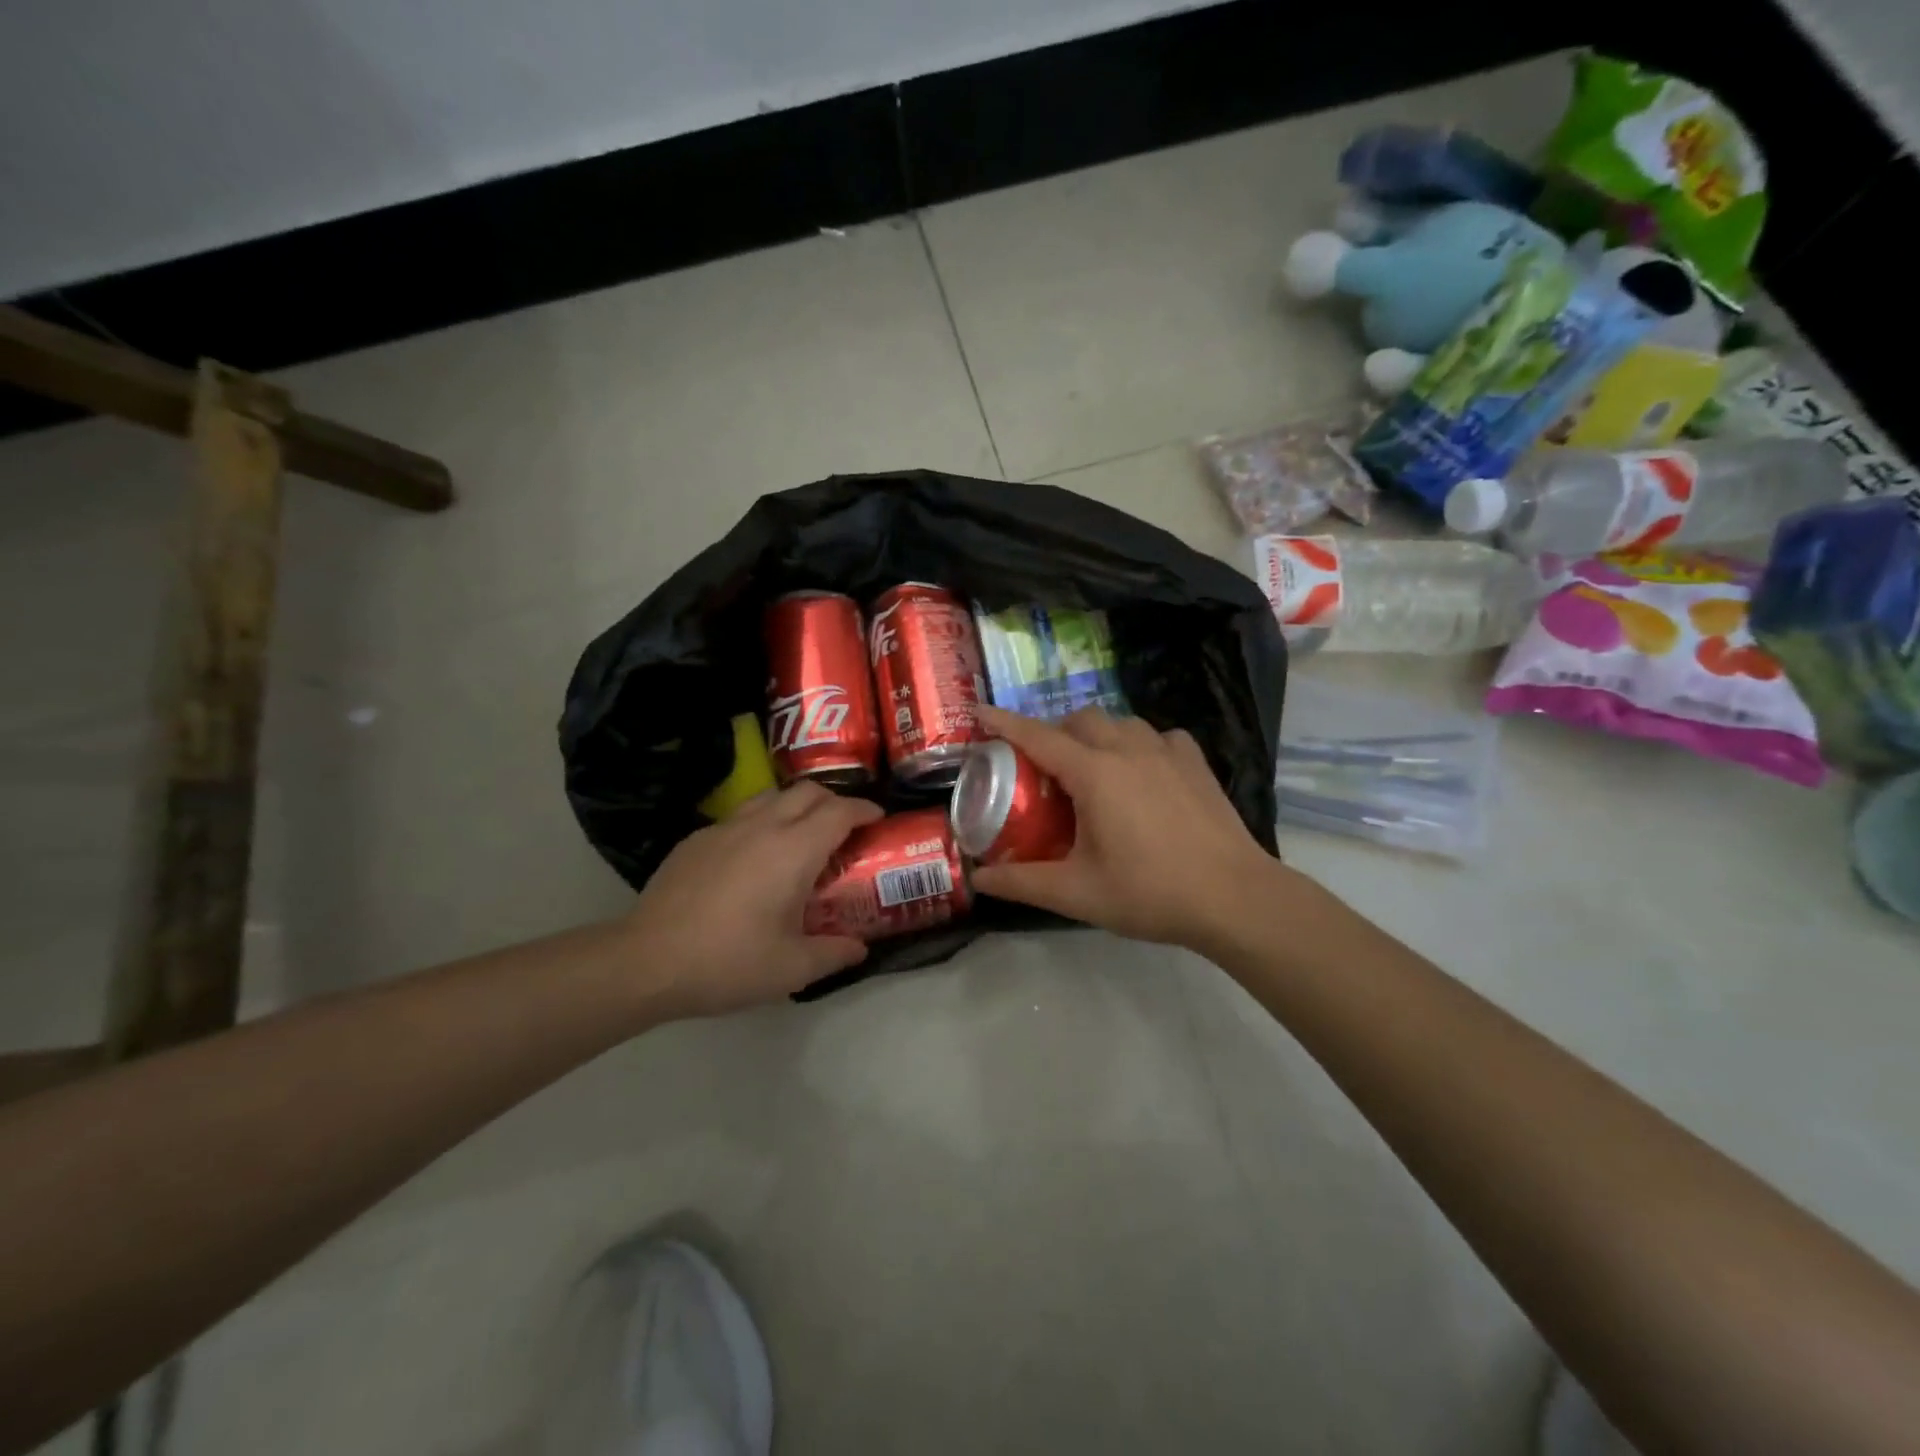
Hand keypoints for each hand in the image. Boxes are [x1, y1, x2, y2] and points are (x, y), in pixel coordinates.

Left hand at [625, 783, 883, 1016]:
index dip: (864, 809)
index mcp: (793, 850)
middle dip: (834, 800)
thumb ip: (834, 953)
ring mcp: (725, 828)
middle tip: (845, 827)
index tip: (878, 818)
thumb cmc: (728, 962)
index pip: (839, 811)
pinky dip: (762, 822)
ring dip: (797, 806)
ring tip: (803, 835)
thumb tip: (860, 948)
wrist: (646, 960)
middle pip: (808, 791)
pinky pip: (741, 816)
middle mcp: (762, 826)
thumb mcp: (791, 968)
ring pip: (772, 796)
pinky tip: (755, 858)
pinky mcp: (697, 839)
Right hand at [970, 705, 1289, 951]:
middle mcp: (1128, 749)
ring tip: (1091, 769)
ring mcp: (1167, 751)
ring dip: (1096, 735)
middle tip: (1043, 767)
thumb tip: (977, 879)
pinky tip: (1142, 772)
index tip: (980, 712)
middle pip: (1080, 719)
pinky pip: (1157, 736)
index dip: (1004, 723)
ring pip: (1120, 722)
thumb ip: (1022, 883)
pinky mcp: (1196, 762)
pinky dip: (1138, 744)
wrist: (1234, 897)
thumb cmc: (1150, 893)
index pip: (1037, 736)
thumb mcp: (1077, 892)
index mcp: (1094, 774)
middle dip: (1054, 731)